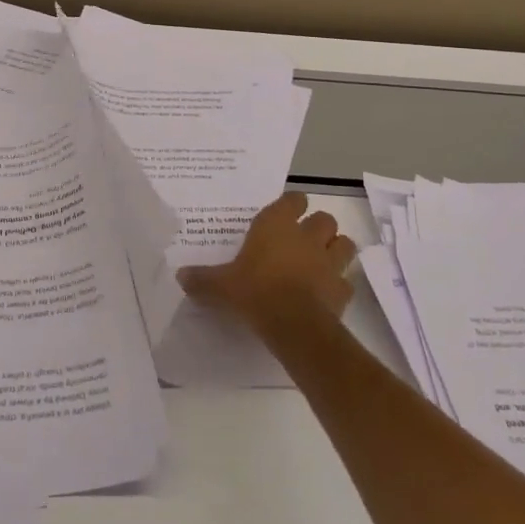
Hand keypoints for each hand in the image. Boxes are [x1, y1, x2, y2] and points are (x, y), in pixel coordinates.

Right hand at [178, 191, 356, 333]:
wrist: (293, 323)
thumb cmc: (254, 291)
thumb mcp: (220, 285)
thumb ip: (202, 279)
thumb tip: (179, 275)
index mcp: (276, 225)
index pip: (293, 200)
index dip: (291, 205)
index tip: (284, 214)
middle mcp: (307, 237)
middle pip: (324, 218)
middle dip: (317, 227)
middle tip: (302, 240)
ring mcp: (329, 262)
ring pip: (344, 244)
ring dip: (336, 249)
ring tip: (321, 260)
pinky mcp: (342, 289)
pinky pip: (345, 280)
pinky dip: (338, 284)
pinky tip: (325, 292)